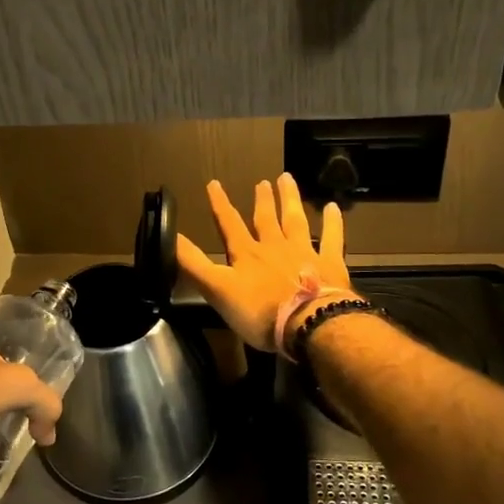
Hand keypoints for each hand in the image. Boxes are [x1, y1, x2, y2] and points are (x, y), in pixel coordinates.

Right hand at [176, 175, 352, 351]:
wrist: (309, 323)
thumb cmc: (260, 312)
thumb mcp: (217, 290)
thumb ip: (193, 264)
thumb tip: (169, 236)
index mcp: (246, 254)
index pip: (229, 224)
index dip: (220, 204)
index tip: (214, 183)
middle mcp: (274, 246)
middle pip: (266, 219)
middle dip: (262, 200)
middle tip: (263, 181)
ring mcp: (303, 252)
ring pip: (295, 220)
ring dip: (290, 200)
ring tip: (287, 180)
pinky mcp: (329, 264)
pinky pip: (331, 238)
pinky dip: (333, 223)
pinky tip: (333, 208)